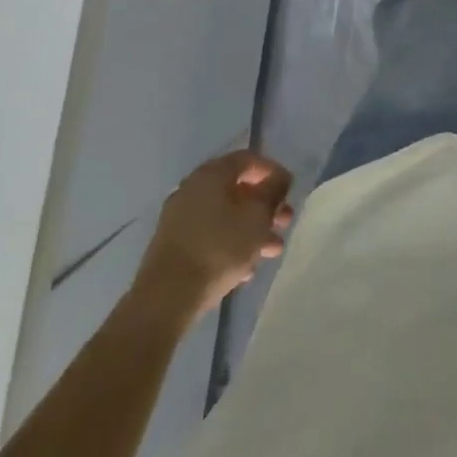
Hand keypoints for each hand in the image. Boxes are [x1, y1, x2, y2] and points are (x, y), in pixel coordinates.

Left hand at [135, 150, 294, 319]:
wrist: (166, 298)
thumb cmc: (219, 249)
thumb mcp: (256, 217)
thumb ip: (272, 192)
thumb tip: (278, 178)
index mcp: (211, 174)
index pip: (248, 159)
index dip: (272, 171)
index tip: (290, 190)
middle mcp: (192, 188)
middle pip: (236, 188)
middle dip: (264, 205)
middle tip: (285, 222)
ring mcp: (179, 217)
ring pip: (224, 214)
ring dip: (251, 228)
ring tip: (272, 250)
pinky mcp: (173, 244)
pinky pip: (210, 234)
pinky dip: (230, 243)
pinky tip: (246, 268)